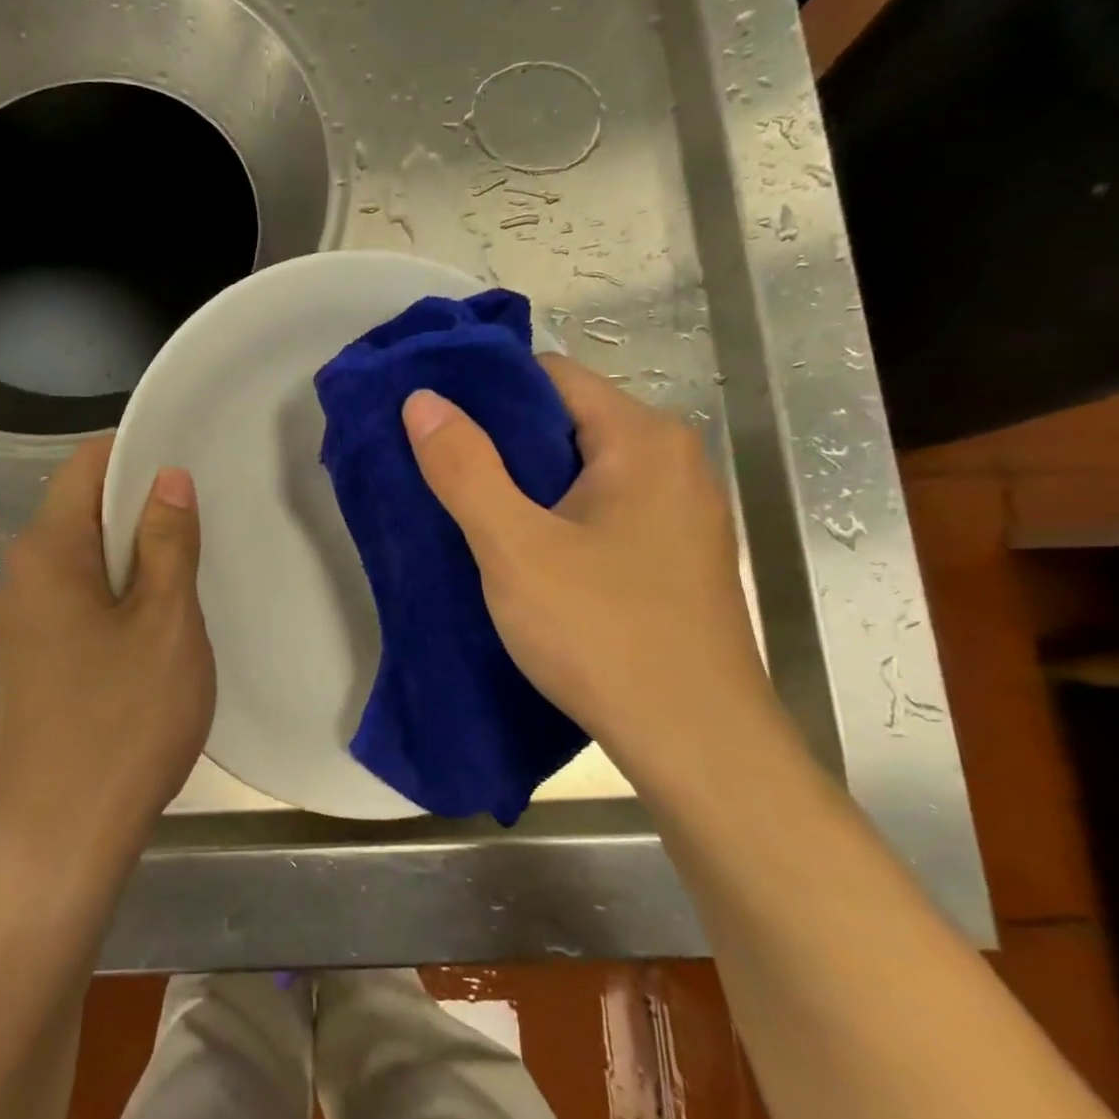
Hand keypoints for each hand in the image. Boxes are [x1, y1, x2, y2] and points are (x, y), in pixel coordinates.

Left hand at [0, 437, 214, 889]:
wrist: (60, 842)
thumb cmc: (122, 724)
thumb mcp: (165, 624)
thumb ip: (167, 541)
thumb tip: (167, 476)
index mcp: (46, 552)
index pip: (86, 465)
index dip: (137, 452)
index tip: (190, 465)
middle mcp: (18, 576)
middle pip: (81, 510)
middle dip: (140, 507)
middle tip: (204, 524)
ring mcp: (18, 623)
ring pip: (81, 560)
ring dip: (132, 556)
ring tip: (189, 573)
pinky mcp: (27, 662)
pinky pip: (74, 601)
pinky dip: (114, 595)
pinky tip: (154, 626)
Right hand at [401, 355, 777, 776]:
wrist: (696, 742)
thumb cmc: (602, 632)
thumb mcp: (514, 547)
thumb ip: (464, 468)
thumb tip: (421, 398)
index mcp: (642, 439)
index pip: (550, 376)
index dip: (484, 391)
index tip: (429, 417)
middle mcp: (672, 462)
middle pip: (565, 422)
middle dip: (498, 442)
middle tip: (434, 468)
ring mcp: (678, 513)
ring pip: (580, 472)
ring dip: (522, 485)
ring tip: (463, 509)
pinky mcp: (671, 558)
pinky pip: (599, 512)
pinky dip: (553, 518)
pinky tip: (516, 552)